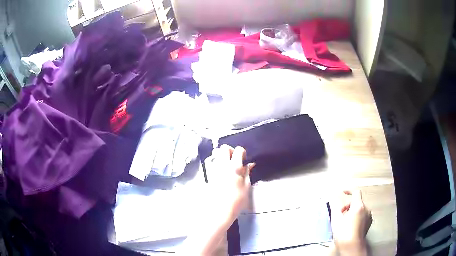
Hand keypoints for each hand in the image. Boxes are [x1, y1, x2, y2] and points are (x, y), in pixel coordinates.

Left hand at [181, 145, 254, 254]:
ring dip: (221, 156)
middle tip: (234, 160)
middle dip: (230, 150)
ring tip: (227, 165)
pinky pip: (211, 163)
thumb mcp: (246, 187)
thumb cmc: (236, 201)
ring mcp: (213, 170)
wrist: (219, 211)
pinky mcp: (208, 175)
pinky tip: (221, 172)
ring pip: (215, 154)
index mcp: (234, 167)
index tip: (244, 159)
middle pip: (223, 148)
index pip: (238, 150)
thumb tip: (249, 164)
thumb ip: (247, 173)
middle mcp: (222, 165)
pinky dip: (216, 163)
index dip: (242, 152)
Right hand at [330, 190, 371, 255]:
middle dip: (348, 205)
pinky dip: (357, 217)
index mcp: (358, 206)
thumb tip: (333, 199)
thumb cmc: (343, 234)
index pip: (356, 192)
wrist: (351, 247)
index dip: (349, 191)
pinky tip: (351, 226)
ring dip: (352, 212)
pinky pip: (363, 215)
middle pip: (357, 202)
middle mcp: (366, 209)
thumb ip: (335, 207)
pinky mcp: (369, 223)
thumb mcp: (336, 220)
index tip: (343, 192)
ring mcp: (368, 216)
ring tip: (344, 221)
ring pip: (360, 209)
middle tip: (340, 214)